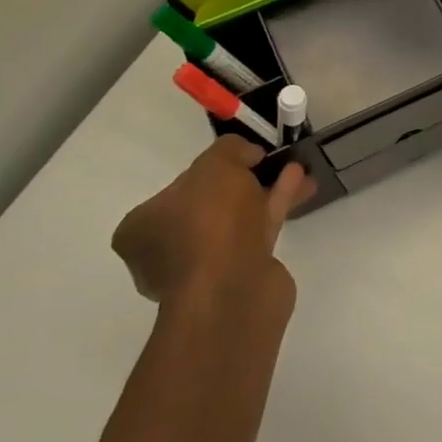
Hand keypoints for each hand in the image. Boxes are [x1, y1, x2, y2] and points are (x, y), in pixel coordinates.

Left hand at [112, 137, 311, 307]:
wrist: (233, 291)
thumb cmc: (209, 223)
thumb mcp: (216, 166)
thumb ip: (230, 150)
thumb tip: (247, 155)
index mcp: (142, 227)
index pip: (174, 190)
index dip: (209, 169)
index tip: (241, 156)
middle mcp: (166, 250)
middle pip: (210, 205)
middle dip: (243, 181)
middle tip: (268, 161)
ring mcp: (204, 268)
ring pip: (238, 219)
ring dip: (266, 191)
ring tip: (295, 167)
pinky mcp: (238, 276)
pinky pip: (257, 233)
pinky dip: (275, 207)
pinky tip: (299, 185)